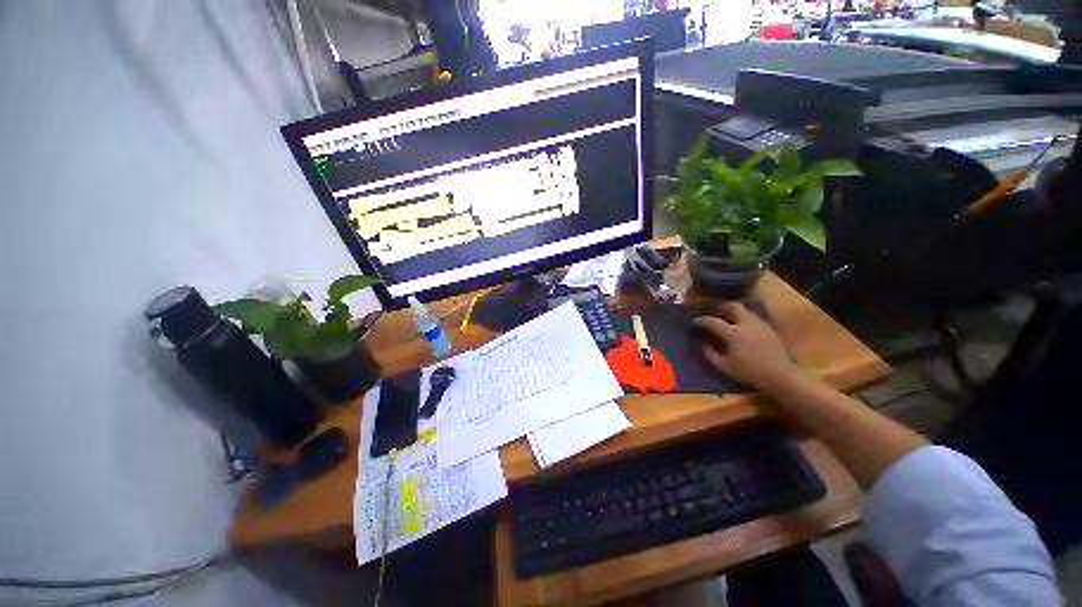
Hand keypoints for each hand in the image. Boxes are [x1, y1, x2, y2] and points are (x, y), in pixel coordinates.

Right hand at [693, 301, 799, 391]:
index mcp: (733, 333)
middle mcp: (746, 324)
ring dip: (734, 312)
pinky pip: (753, 318)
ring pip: (745, 311)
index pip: (712, 321)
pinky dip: (744, 319)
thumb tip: (701, 343)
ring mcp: (760, 324)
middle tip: (713, 311)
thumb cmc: (749, 372)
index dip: (701, 320)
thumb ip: (709, 353)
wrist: (781, 376)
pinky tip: (742, 328)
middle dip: (720, 306)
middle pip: (732, 306)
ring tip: (728, 318)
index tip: (695, 322)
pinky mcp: (769, 328)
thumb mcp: (724, 366)